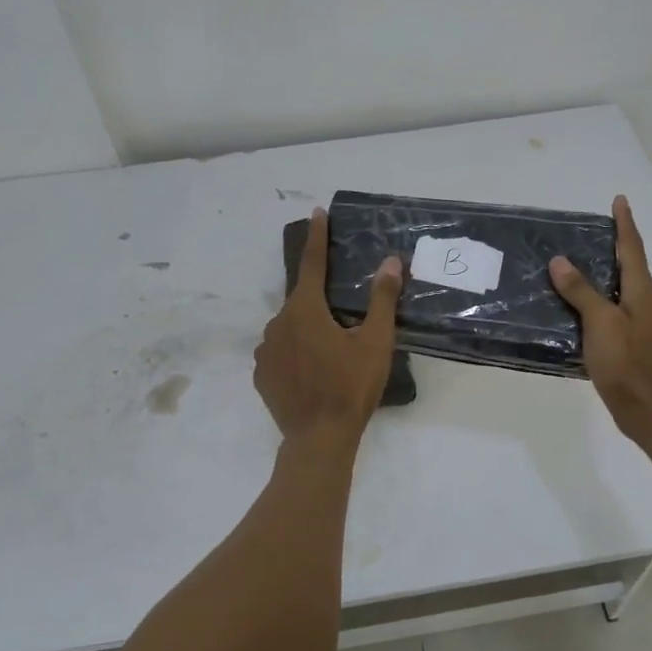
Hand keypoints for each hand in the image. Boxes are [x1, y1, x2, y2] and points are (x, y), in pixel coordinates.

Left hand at [254, 208, 403, 442]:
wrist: (319, 439)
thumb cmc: (351, 386)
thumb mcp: (376, 342)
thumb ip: (382, 299)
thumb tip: (390, 262)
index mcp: (305, 309)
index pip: (312, 263)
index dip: (317, 236)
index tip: (317, 212)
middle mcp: (278, 322)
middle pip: (303, 301)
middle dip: (321, 305)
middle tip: (344, 326)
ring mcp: (265, 350)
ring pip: (290, 328)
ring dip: (307, 332)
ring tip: (330, 357)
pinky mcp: (261, 374)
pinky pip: (279, 352)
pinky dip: (294, 353)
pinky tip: (311, 372)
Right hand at [550, 195, 651, 442]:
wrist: (649, 411)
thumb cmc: (627, 363)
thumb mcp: (601, 323)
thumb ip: (581, 291)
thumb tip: (560, 261)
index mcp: (642, 291)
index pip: (632, 248)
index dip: (624, 223)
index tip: (618, 200)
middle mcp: (645, 301)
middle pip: (629, 264)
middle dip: (613, 243)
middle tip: (588, 227)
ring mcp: (640, 322)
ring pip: (619, 286)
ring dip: (602, 270)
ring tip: (575, 260)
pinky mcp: (630, 340)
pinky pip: (611, 307)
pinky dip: (595, 296)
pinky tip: (574, 303)